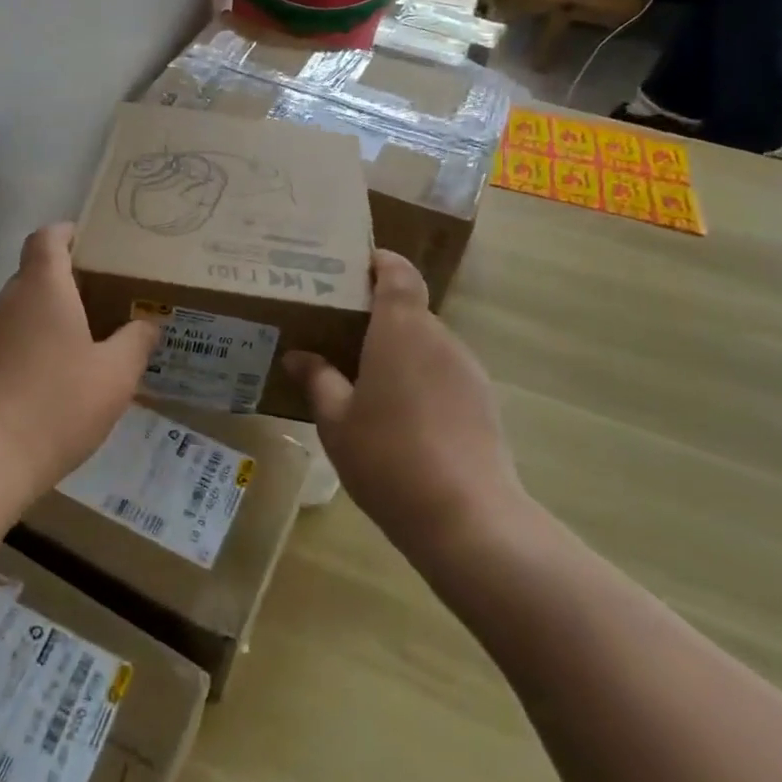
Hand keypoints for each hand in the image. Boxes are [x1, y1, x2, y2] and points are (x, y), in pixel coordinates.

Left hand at [0, 224, 160, 490]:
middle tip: (102, 305)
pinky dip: (28, 349)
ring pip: (19, 311)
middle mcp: (7, 301)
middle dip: (66, 283)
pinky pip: (5, 343)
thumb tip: (148, 323)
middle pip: (34, 275)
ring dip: (46, 320)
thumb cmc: (57, 403)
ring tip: (80, 349)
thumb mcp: (115, 375)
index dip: (68, 234)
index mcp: (42, 287)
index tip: (92, 246)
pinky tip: (50, 384)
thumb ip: (136, 342)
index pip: (47, 238)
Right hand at [284, 251, 527, 556]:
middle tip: (340, 330)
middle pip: (410, 309)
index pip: (398, 273)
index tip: (355, 266)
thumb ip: (318, 380)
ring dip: (399, 349)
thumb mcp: (336, 421)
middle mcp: (439, 338)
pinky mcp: (483, 402)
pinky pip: (443, 372)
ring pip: (427, 343)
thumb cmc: (388, 458)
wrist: (468, 519)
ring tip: (365, 376)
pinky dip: (420, 377)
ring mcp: (467, 370)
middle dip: (377, 314)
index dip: (380, 262)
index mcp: (401, 330)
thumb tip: (298, 355)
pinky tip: (400, 414)